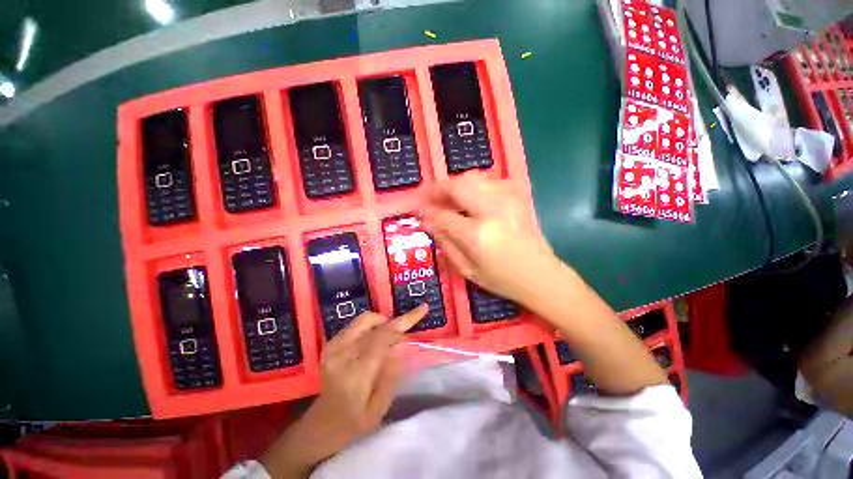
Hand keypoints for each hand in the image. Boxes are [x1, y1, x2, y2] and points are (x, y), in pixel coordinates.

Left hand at [262, 305, 427, 477]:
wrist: (321, 424)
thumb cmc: (353, 422)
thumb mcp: (379, 408)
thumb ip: (391, 374)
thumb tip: (400, 344)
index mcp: (355, 373)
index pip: (383, 336)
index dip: (404, 320)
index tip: (423, 308)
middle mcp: (342, 353)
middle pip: (375, 324)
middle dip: (395, 323)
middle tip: (402, 337)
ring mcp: (333, 346)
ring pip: (365, 319)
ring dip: (382, 323)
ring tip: (388, 340)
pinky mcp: (331, 343)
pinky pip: (356, 325)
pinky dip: (371, 327)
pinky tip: (373, 342)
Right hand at [421, 175, 558, 303]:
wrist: (540, 274)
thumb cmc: (502, 279)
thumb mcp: (467, 269)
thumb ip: (445, 242)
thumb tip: (427, 222)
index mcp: (478, 235)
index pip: (443, 216)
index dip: (428, 212)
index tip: (420, 213)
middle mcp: (492, 210)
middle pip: (457, 186)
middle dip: (438, 189)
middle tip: (427, 196)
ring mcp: (508, 199)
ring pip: (472, 178)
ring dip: (454, 186)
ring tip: (446, 198)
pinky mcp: (518, 195)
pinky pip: (488, 181)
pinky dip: (474, 186)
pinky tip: (470, 200)